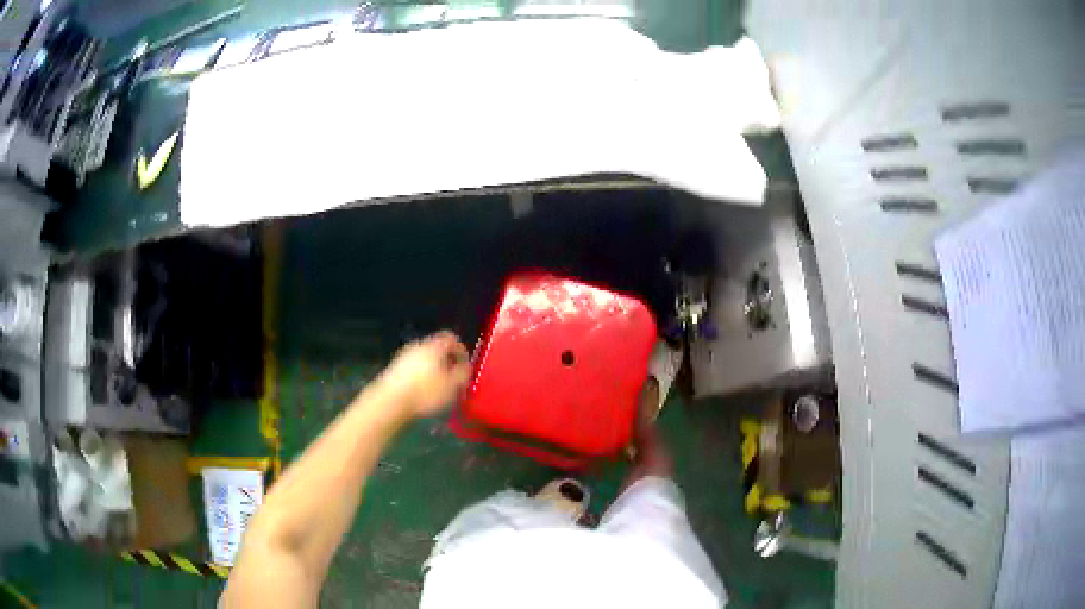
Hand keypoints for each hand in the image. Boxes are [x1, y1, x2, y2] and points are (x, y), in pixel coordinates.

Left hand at [377, 331, 470, 417]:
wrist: (391, 401)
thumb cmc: (425, 392)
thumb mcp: (452, 386)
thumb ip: (463, 374)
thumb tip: (466, 367)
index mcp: (434, 346)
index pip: (451, 338)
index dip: (461, 350)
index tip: (465, 366)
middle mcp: (418, 346)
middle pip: (437, 348)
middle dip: (447, 362)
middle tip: (453, 379)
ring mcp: (404, 356)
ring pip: (425, 358)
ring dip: (433, 370)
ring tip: (438, 388)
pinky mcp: (395, 368)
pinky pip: (413, 368)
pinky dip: (420, 376)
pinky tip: (422, 391)